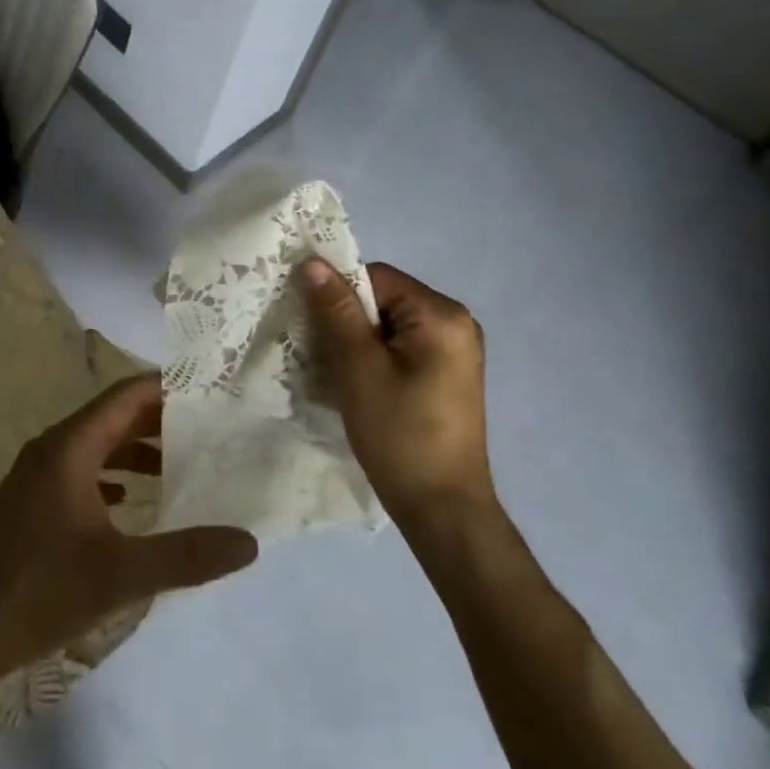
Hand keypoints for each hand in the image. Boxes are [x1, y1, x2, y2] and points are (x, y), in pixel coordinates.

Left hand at [0, 375, 257, 681]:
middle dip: (158, 419)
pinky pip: (79, 473)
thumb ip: (186, 556)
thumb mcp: (120, 575)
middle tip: (207, 427)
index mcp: (70, 447)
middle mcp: (51, 450)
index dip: (168, 387)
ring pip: (95, 446)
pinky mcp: (28, 505)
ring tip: (178, 465)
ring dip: (134, 450)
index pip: (126, 395)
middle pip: (112, 417)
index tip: (209, 390)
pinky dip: (111, 476)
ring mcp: (35, 477)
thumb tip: (248, 542)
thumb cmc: (36, 591)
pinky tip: (130, 503)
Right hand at [297, 259, 493, 521]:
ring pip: (390, 326)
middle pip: (385, 300)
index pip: (377, 278)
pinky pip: (402, 348)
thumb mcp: (359, 367)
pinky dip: (375, 358)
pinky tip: (358, 384)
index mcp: (442, 314)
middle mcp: (457, 323)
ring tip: (336, 371)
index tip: (313, 324)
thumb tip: (312, 261)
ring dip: (358, 341)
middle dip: (348, 320)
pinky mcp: (447, 375)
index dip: (340, 294)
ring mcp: (455, 351)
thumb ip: (337, 311)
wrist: (441, 507)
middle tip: (320, 351)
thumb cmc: (399, 433)